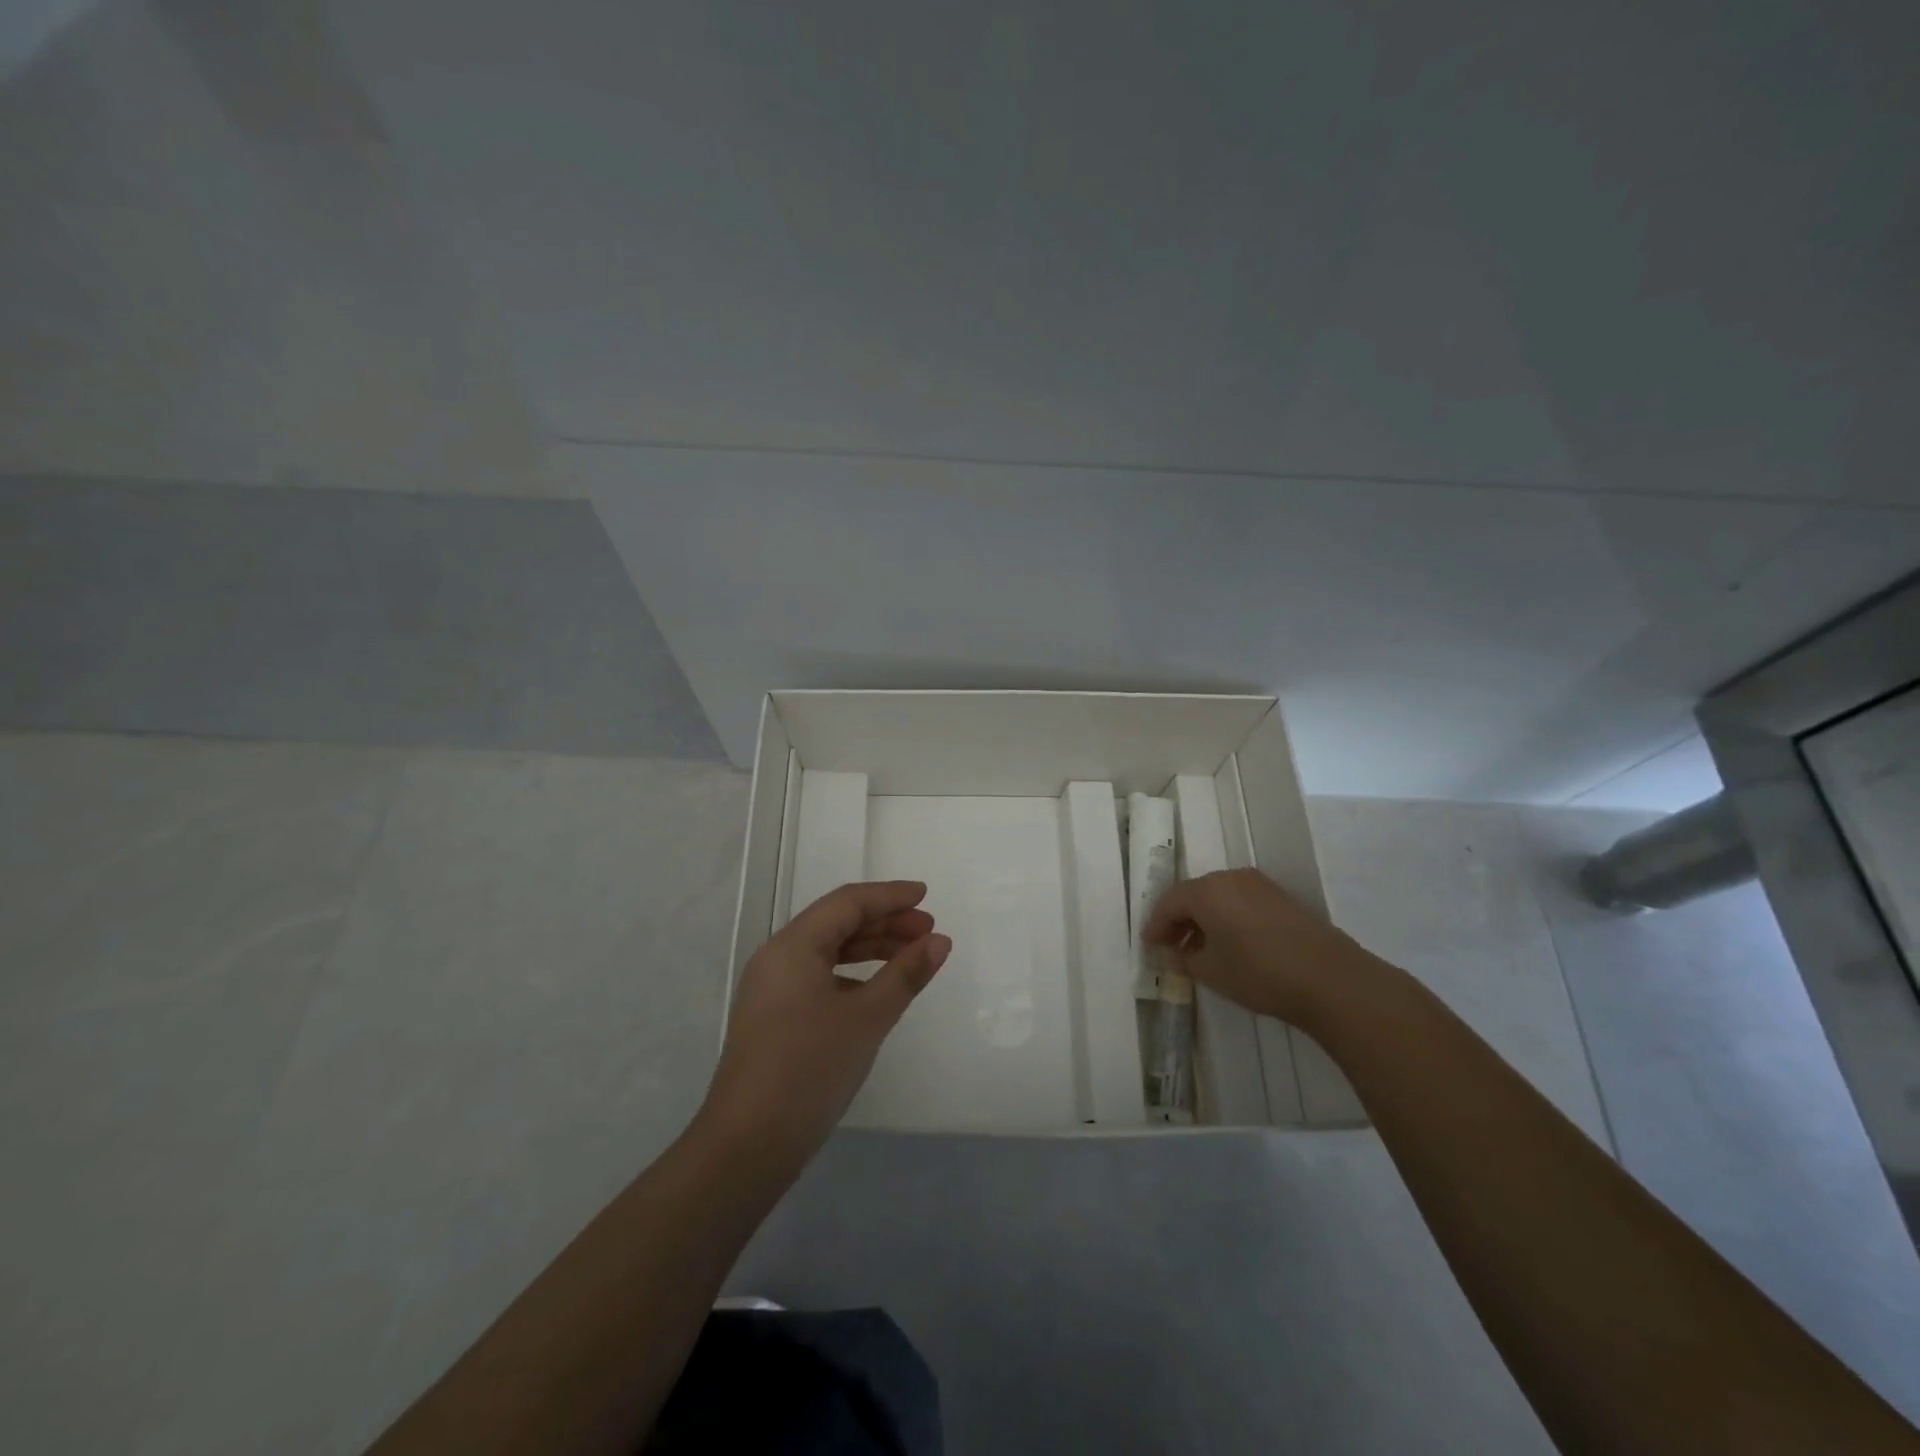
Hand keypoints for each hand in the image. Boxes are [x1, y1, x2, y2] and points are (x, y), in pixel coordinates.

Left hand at [700, 880, 950, 1165]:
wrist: (747, 1146)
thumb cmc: (808, 1069)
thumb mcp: (866, 1019)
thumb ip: (905, 975)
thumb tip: (940, 941)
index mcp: (793, 946)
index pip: (847, 903)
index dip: (889, 896)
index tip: (926, 896)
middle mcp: (778, 958)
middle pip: (837, 923)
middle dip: (884, 923)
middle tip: (928, 932)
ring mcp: (772, 989)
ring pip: (828, 952)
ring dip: (870, 949)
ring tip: (911, 957)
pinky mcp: (774, 1017)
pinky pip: (819, 977)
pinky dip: (852, 975)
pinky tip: (877, 991)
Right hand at [1143, 868, 1382, 1028]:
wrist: (1329, 979)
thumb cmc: (1258, 972)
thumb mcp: (1211, 971)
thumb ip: (1185, 958)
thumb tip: (1178, 952)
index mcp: (1207, 890)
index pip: (1169, 902)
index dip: (1156, 924)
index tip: (1149, 946)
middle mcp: (1231, 878)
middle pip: (1194, 894)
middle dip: (1179, 919)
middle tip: (1171, 945)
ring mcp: (1260, 885)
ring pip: (1219, 896)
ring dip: (1204, 918)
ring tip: (1200, 947)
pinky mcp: (1282, 898)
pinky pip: (1241, 902)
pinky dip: (1228, 917)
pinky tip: (1231, 943)